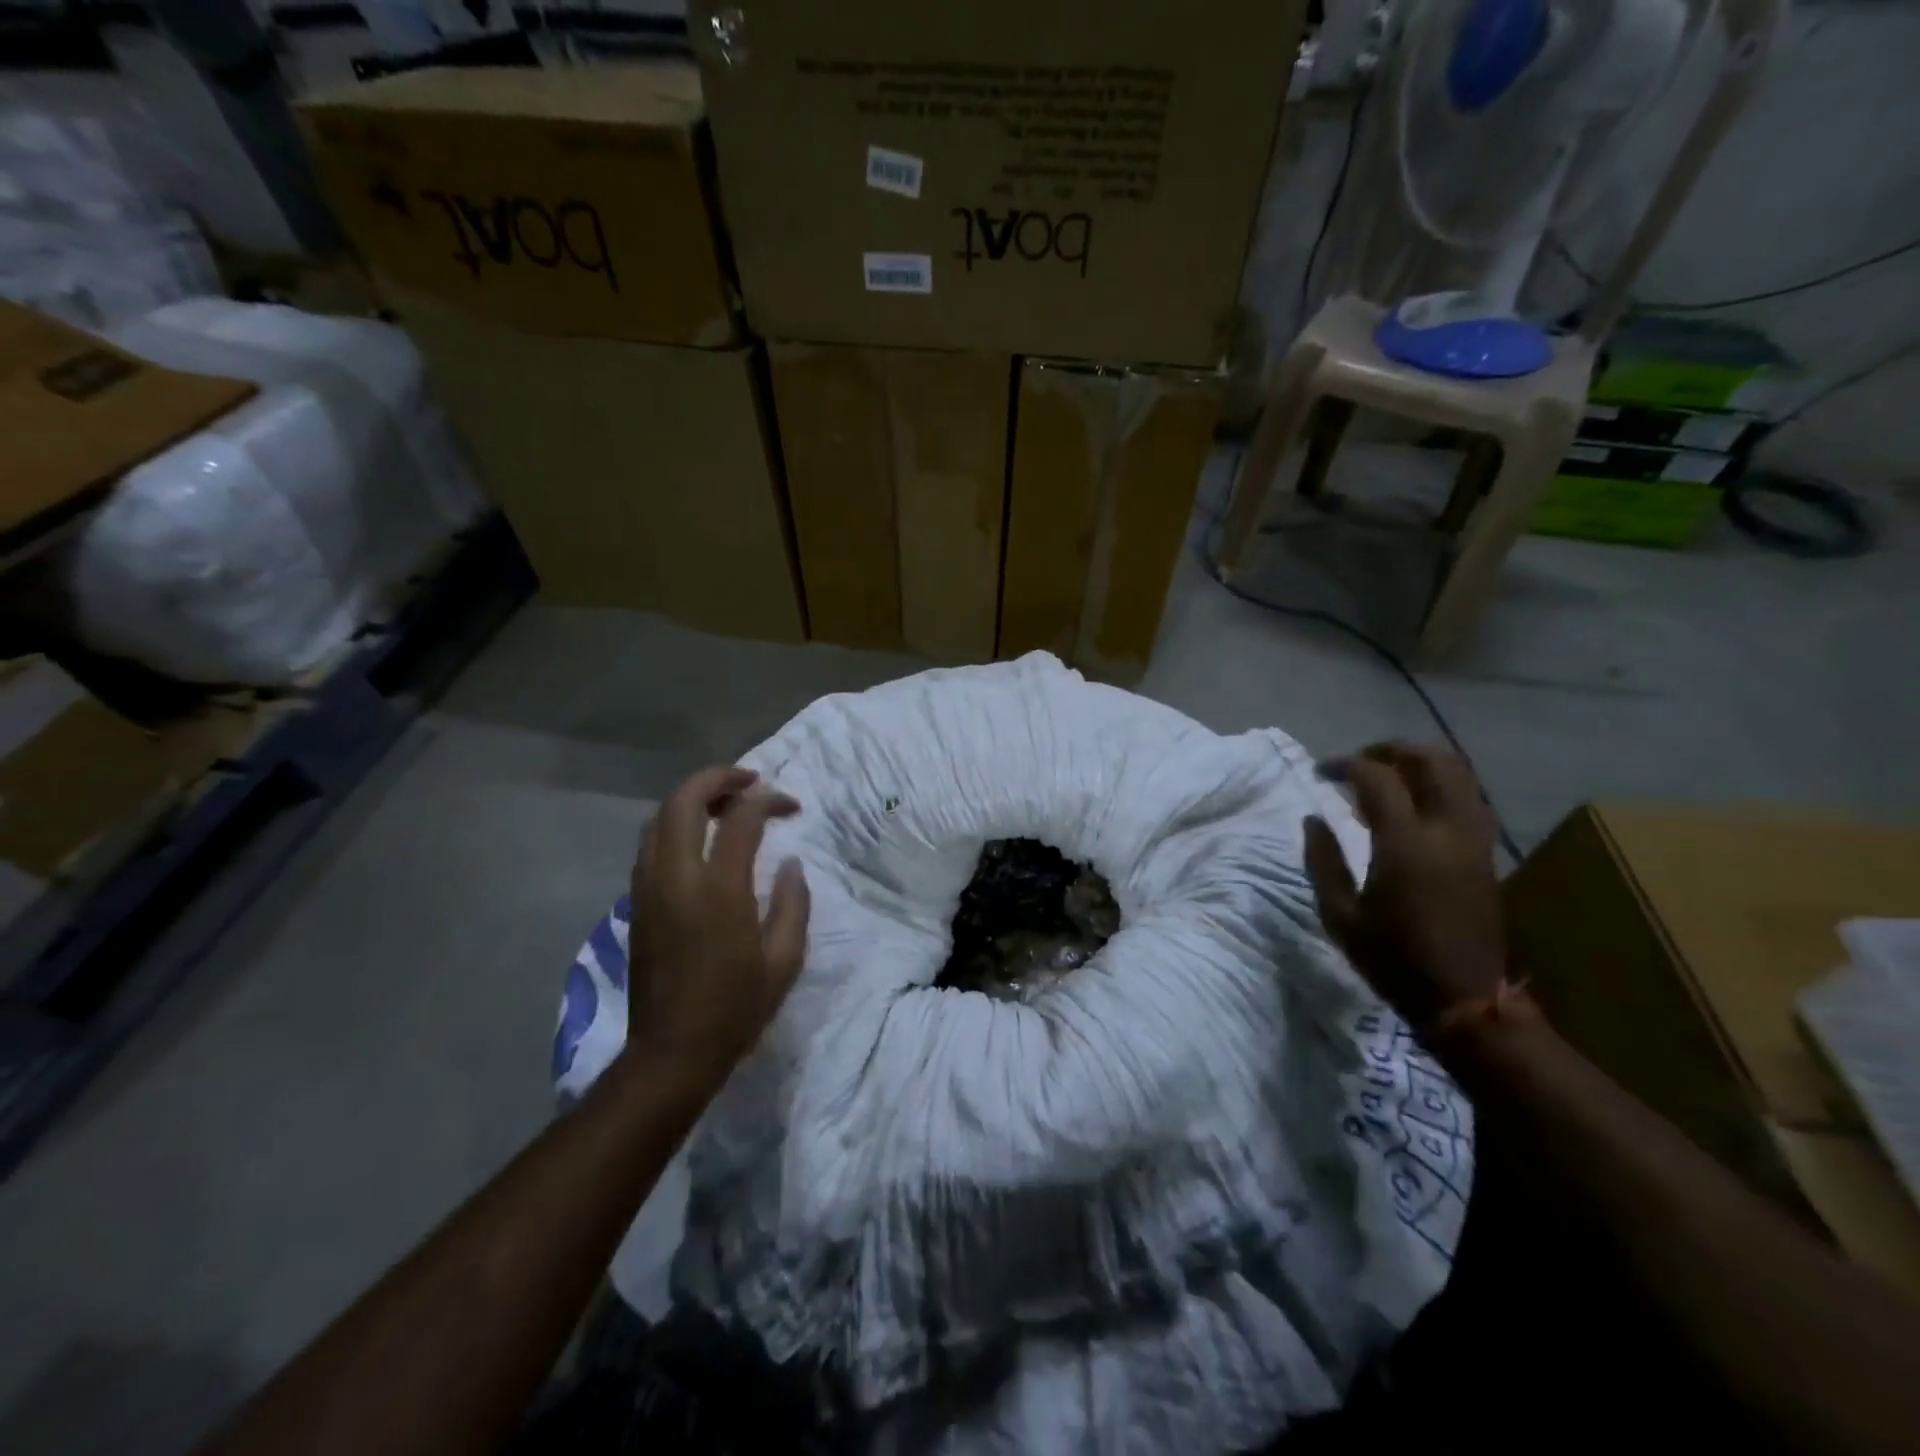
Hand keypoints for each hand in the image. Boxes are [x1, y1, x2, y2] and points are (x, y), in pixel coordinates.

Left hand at [626, 766, 810, 1085]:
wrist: (671, 1052)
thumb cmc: (736, 1008)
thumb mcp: (785, 960)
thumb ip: (793, 902)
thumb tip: (789, 863)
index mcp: (719, 889)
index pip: (741, 818)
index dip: (769, 801)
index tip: (792, 807)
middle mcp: (676, 877)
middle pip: (684, 800)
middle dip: (718, 778)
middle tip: (750, 781)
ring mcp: (648, 888)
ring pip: (658, 817)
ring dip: (692, 798)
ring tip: (724, 803)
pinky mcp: (636, 903)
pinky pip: (650, 844)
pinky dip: (674, 824)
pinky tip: (699, 840)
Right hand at [1304, 743, 1505, 1031]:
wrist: (1465, 1000)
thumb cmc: (1393, 959)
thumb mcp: (1339, 915)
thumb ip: (1322, 861)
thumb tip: (1313, 819)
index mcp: (1405, 844)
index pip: (1377, 777)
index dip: (1345, 765)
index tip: (1321, 771)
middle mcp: (1446, 830)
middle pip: (1432, 760)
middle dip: (1392, 749)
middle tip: (1360, 761)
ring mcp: (1474, 839)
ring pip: (1460, 774)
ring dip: (1421, 762)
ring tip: (1388, 775)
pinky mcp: (1486, 853)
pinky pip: (1468, 797)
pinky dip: (1440, 784)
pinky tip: (1414, 803)